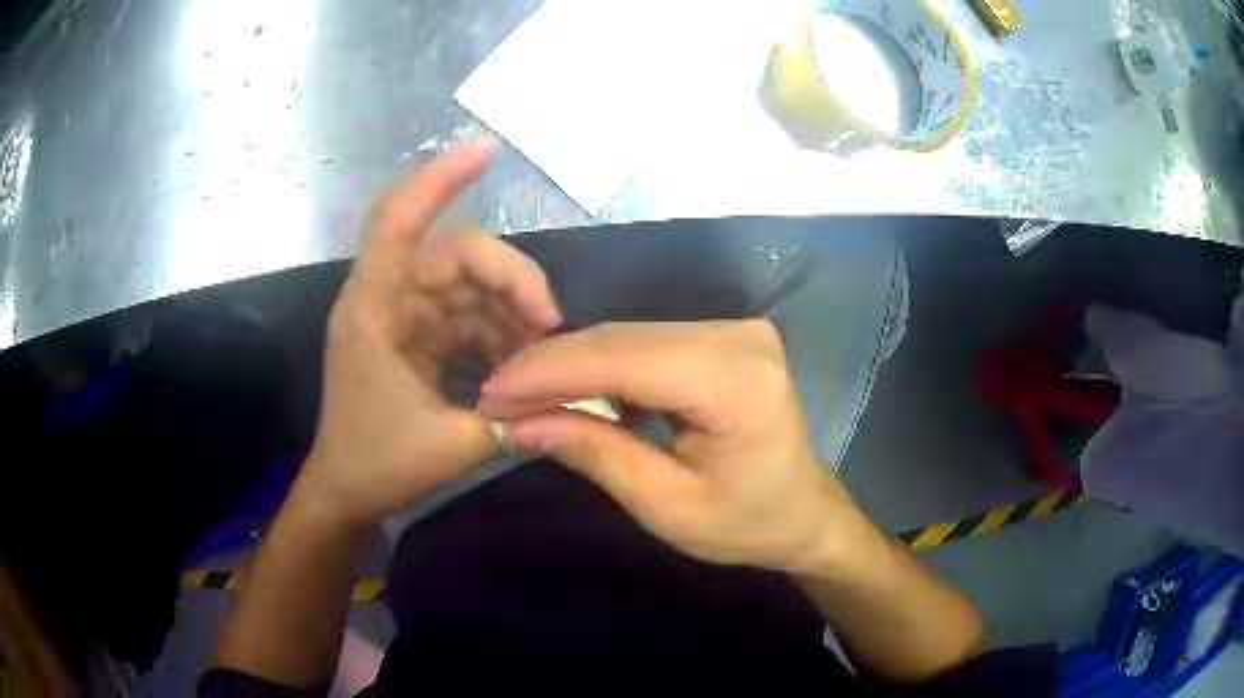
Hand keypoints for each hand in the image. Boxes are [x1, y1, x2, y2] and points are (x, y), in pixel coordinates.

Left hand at [301, 138, 562, 527]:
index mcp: (373, 312)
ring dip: (508, 309)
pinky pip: (465, 313)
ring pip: (466, 283)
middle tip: (551, 323)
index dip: (440, 180)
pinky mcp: (414, 334)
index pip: (398, 222)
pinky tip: (520, 358)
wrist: (345, 492)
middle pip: (454, 254)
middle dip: (509, 279)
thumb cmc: (378, 466)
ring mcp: (401, 315)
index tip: (487, 150)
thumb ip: (516, 418)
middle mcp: (385, 299)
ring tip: (542, 351)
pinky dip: (496, 330)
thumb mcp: (451, 447)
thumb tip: (576, 393)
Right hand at [478, 319, 859, 573]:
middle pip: (623, 339)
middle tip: (498, 398)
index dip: (550, 372)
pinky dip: (604, 368)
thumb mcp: (666, 507)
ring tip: (523, 397)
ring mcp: (736, 330)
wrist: (804, 513)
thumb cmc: (745, 525)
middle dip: (552, 368)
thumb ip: (595, 455)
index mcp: (736, 381)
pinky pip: (648, 344)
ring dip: (572, 366)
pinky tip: (572, 393)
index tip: (492, 393)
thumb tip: (520, 424)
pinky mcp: (726, 336)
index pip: (623, 359)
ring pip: (629, 337)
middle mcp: (739, 337)